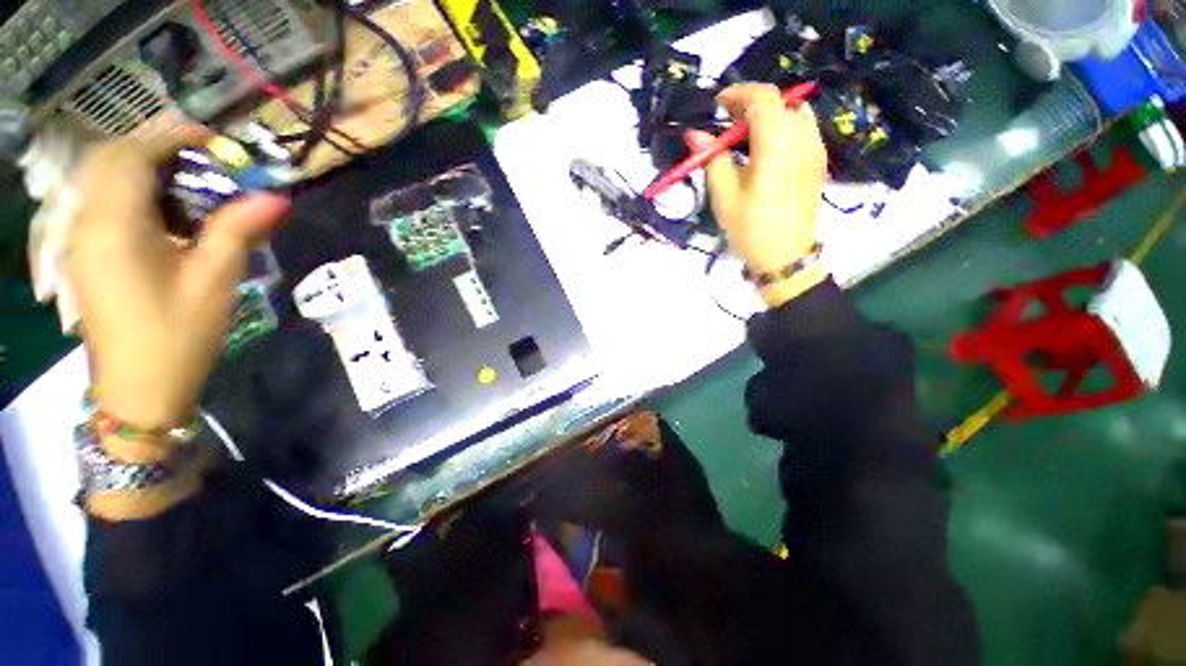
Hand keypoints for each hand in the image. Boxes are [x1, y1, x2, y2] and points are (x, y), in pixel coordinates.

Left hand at [68, 127, 289, 445]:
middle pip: (116, 159)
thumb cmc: (177, 336)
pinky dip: (140, 195)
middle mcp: (87, 221)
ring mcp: (82, 239)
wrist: (139, 391)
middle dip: (163, 150)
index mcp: (114, 225)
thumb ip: (239, 230)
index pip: (134, 154)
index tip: (219, 144)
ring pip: (109, 180)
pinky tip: (171, 218)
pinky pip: (108, 204)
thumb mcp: (214, 281)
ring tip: (196, 190)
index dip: (175, 137)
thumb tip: (276, 198)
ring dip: (151, 172)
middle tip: (211, 167)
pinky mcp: (88, 255)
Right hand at [688, 83, 828, 306]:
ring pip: (792, 113)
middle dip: (750, 105)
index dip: (738, 94)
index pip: (762, 97)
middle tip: (726, 123)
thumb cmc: (750, 228)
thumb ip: (712, 158)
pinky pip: (802, 129)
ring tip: (744, 136)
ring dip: (767, 116)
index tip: (717, 105)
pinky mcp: (818, 160)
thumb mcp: (724, 195)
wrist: (785, 256)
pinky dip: (782, 127)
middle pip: (779, 102)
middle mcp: (802, 136)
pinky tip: (766, 148)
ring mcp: (815, 147)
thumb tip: (695, 134)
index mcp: (777, 142)